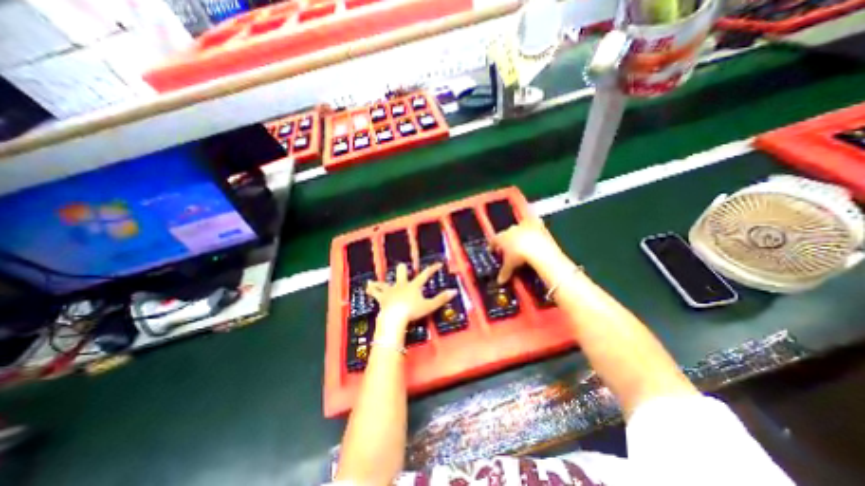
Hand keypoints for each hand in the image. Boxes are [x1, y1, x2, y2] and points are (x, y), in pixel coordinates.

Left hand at [367, 263, 458, 330]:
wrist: (395, 317)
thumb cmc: (412, 311)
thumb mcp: (430, 306)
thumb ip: (441, 299)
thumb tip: (454, 291)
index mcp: (414, 286)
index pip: (425, 275)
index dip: (432, 269)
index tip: (438, 264)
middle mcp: (402, 285)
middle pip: (401, 273)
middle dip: (402, 270)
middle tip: (402, 268)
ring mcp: (390, 291)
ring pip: (386, 282)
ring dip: (383, 281)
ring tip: (377, 279)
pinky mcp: (382, 298)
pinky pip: (375, 292)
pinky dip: (371, 289)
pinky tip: (367, 286)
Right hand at [494, 216, 561, 284]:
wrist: (538, 249)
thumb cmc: (519, 256)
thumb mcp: (510, 266)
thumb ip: (504, 272)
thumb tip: (499, 281)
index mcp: (501, 238)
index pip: (493, 241)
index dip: (492, 246)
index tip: (492, 250)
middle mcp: (510, 229)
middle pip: (505, 234)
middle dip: (506, 241)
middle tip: (508, 249)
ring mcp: (523, 226)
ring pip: (518, 229)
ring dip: (518, 234)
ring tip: (521, 242)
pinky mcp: (535, 224)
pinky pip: (532, 223)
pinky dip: (533, 227)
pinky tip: (535, 232)